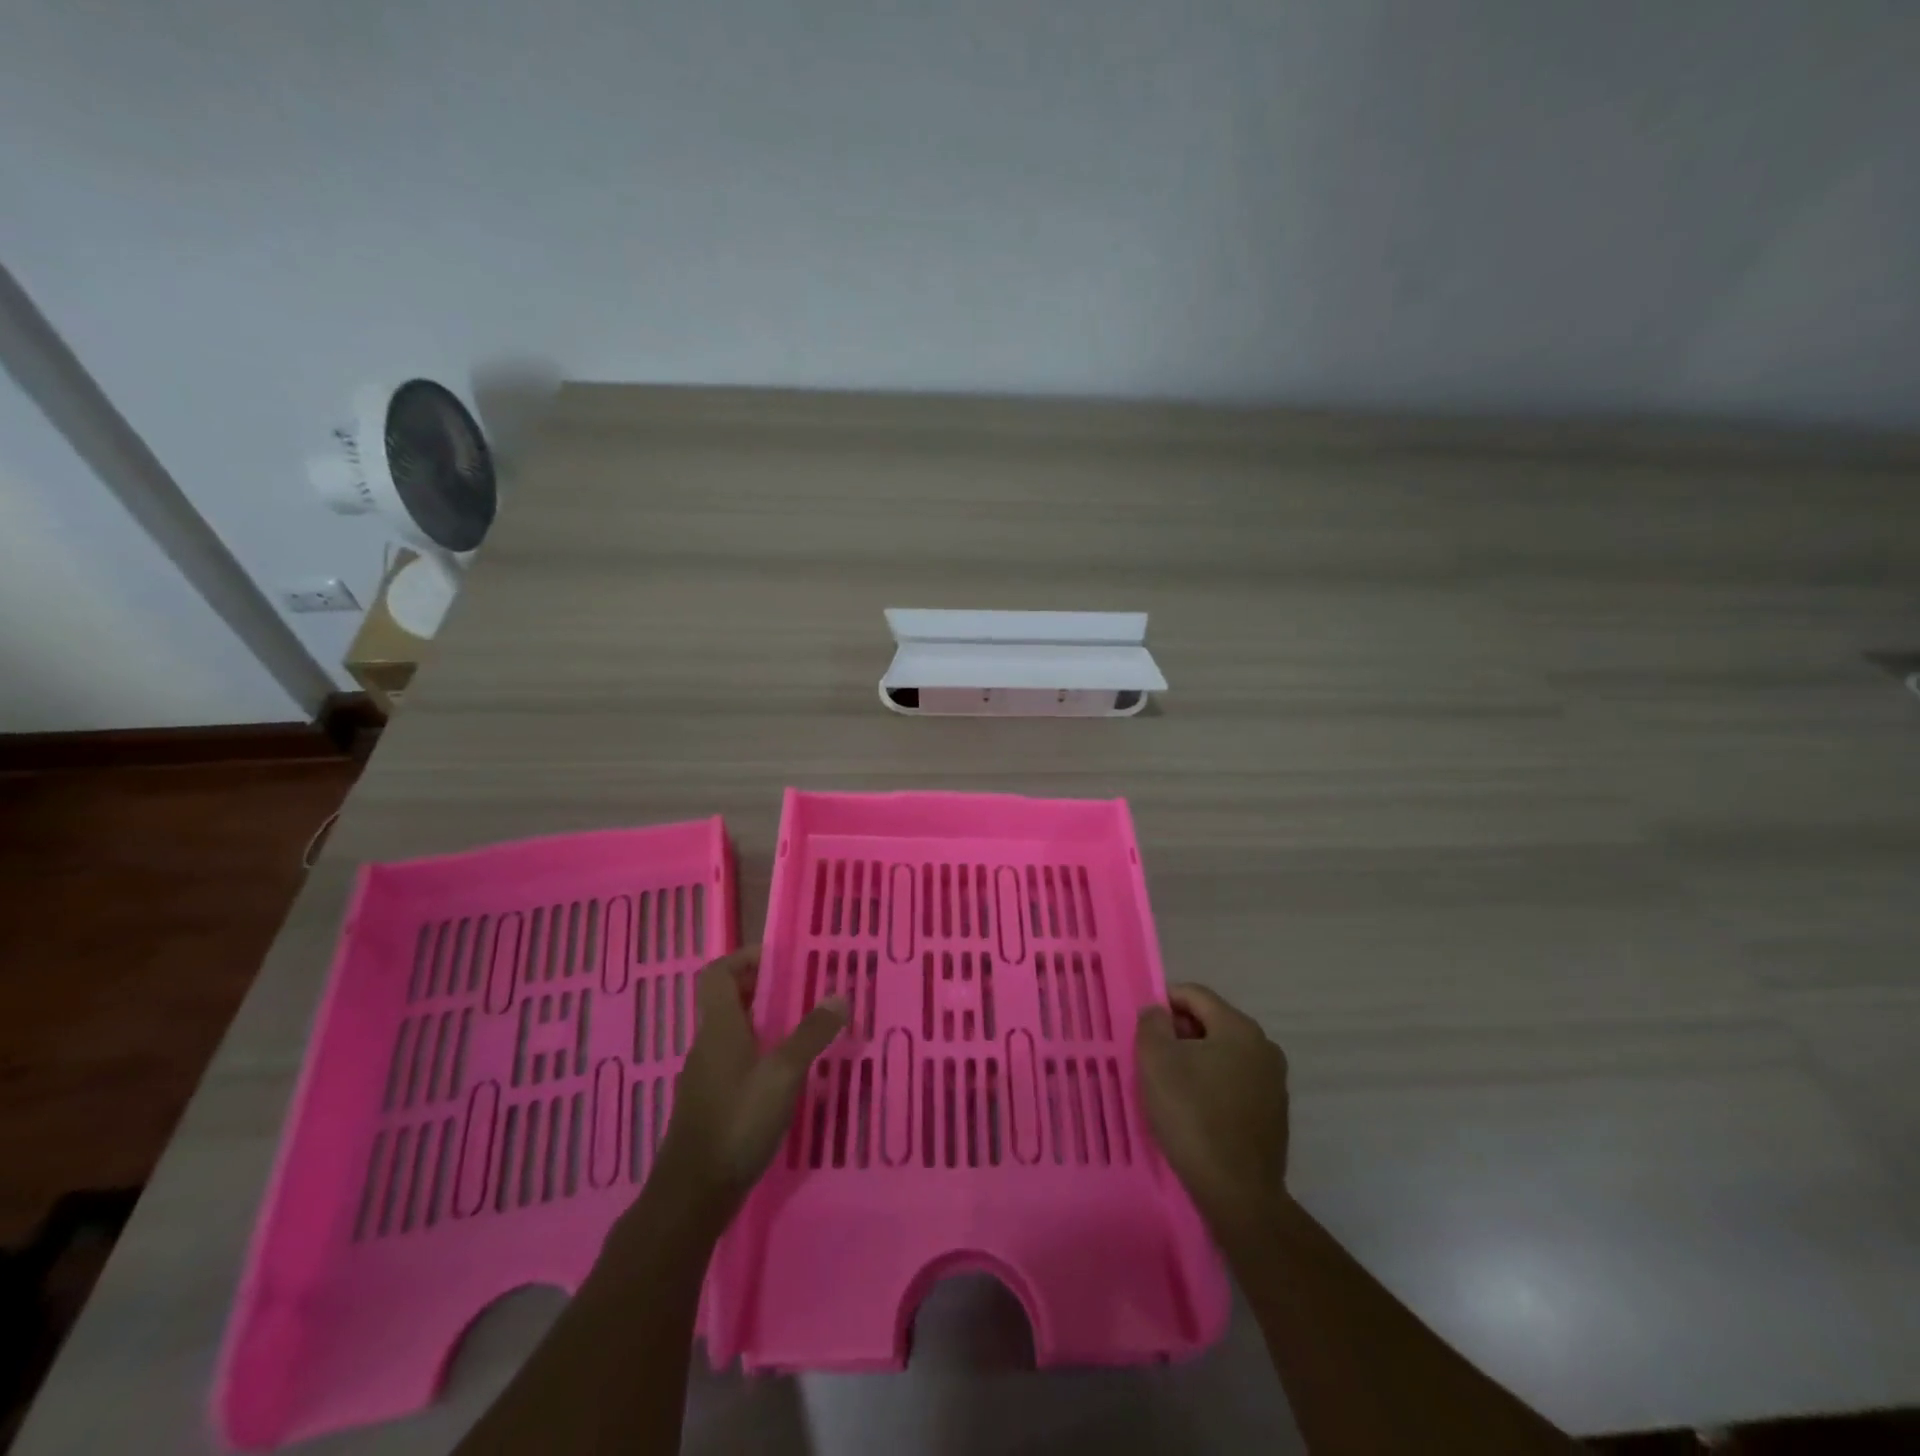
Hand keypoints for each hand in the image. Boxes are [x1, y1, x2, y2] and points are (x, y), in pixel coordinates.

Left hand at [650, 946, 846, 1227]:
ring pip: (736, 1032)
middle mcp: (709, 1044)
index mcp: (719, 1027)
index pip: (718, 972)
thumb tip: (839, 995)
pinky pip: (738, 1062)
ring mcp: (708, 1076)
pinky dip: (762, 1055)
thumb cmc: (737, 1122)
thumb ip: (811, 1033)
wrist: (693, 1195)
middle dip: (766, 989)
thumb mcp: (783, 1074)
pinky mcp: (713, 1103)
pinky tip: (790, 1074)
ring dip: (767, 1023)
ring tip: (806, 1028)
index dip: (746, 958)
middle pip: (730, 1000)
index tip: (782, 960)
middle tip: (805, 991)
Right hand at [1136, 984, 1290, 1241]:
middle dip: (1179, 1034)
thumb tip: (1159, 1012)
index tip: (1142, 1028)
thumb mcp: (1156, 1060)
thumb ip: (1153, 1024)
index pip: (1194, 995)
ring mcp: (1274, 1082)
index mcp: (1239, 1027)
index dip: (1163, 1002)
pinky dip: (1212, 1086)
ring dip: (1195, 1061)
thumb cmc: (1193, 1116)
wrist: (1238, 1194)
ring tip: (1169, 1086)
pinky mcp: (1274, 1114)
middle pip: (1211, 1023)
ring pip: (1223, 1054)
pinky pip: (1235, 1083)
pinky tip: (1194, 1111)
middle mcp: (1264, 1047)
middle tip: (1151, 1058)